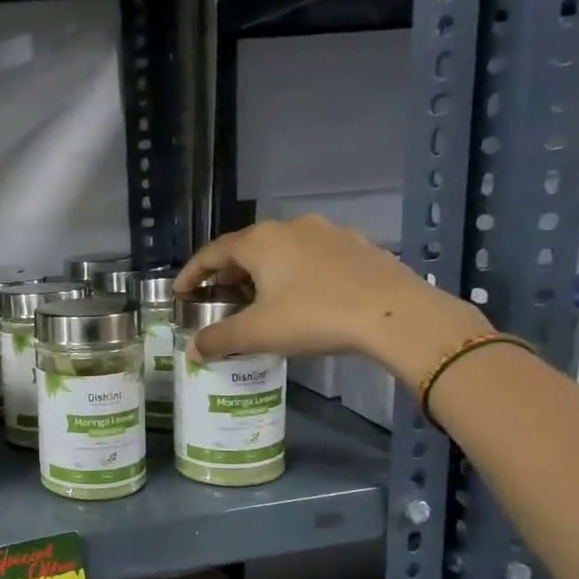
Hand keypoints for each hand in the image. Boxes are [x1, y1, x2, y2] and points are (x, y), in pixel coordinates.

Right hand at [175, 215, 489, 383]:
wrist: (398, 315)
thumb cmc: (316, 316)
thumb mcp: (258, 333)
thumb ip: (219, 339)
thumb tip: (192, 350)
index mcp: (260, 241)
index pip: (212, 252)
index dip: (191, 273)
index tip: (180, 292)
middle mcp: (291, 228)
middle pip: (247, 248)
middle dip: (227, 273)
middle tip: (218, 298)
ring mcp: (329, 234)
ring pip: (282, 251)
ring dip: (263, 272)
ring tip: (258, 298)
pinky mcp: (359, 247)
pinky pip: (313, 258)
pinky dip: (296, 274)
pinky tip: (302, 297)